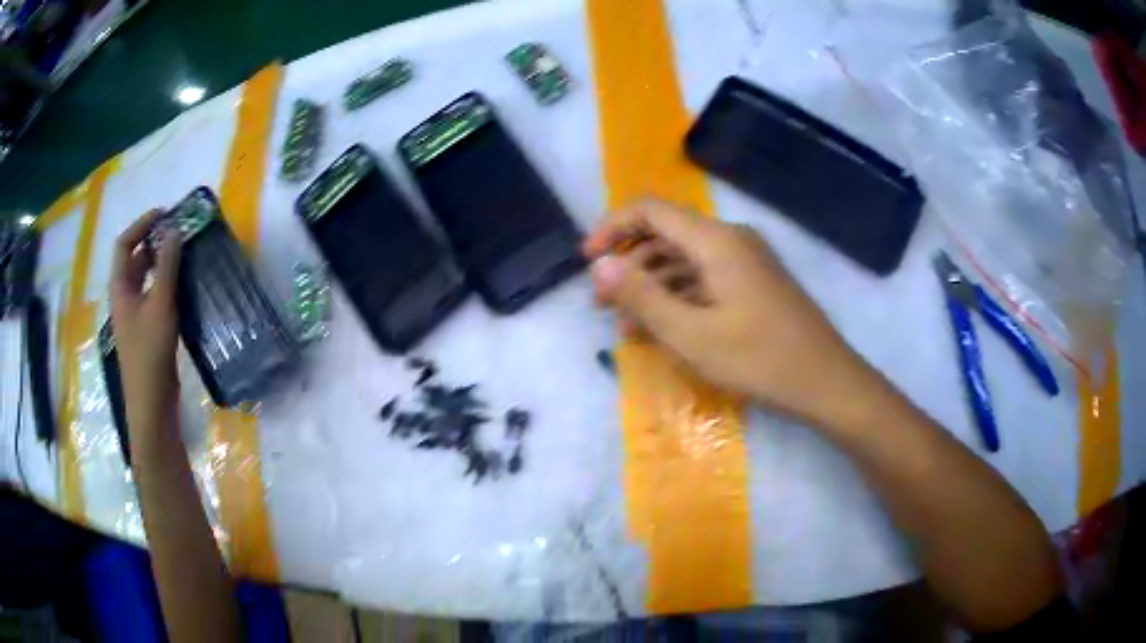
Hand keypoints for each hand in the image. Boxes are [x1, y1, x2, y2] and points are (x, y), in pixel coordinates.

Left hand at [110, 210, 181, 431]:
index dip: (141, 225)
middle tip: (178, 233)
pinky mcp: (146, 331)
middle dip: (153, 242)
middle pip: (133, 260)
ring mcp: (134, 316)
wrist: (151, 405)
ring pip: (144, 279)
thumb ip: (166, 266)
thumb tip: (173, 230)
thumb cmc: (150, 354)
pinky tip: (182, 288)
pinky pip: (153, 297)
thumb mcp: (160, 305)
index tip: (164, 214)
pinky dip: (165, 285)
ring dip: (160, 264)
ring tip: (183, 255)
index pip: (124, 244)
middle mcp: (123, 298)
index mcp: (120, 288)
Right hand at [583, 198, 872, 428]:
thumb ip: (642, 296)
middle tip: (603, 305)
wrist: (825, 381)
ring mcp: (746, 262)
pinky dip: (680, 298)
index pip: (650, 210)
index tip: (587, 262)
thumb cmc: (759, 358)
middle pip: (666, 235)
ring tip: (629, 329)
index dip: (612, 228)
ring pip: (685, 260)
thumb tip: (598, 265)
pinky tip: (666, 331)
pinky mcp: (755, 284)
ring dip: (652, 287)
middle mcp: (731, 240)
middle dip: (628, 265)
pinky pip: (706, 279)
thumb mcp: (691, 334)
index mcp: (716, 240)